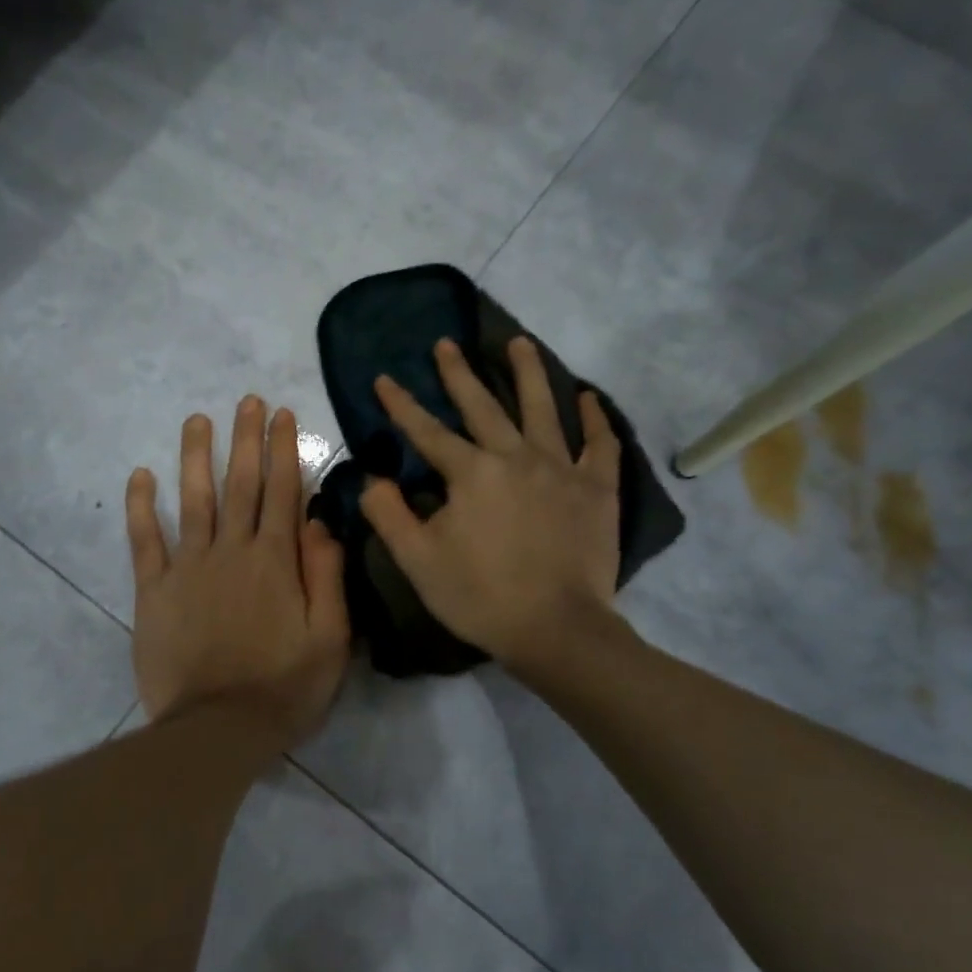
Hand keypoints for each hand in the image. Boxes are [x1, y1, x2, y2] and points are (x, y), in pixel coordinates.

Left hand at [126, 397, 350, 748]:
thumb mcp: (330, 638)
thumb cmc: (284, 688)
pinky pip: (145, 541)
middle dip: (245, 439)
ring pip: (193, 500)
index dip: (283, 450)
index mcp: (275, 561)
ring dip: (195, 456)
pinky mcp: (153, 591)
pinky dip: (142, 507)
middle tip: (247, 401)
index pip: (282, 492)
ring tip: (197, 419)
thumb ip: (327, 576)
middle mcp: (231, 551)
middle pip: (240, 485)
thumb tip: (319, 521)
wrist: (217, 730)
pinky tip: (141, 475)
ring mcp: (188, 568)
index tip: (282, 414)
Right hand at [359, 337, 624, 674]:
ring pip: (544, 408)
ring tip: (518, 342)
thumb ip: (388, 515)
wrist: (556, 629)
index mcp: (471, 473)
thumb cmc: (480, 596)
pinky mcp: (597, 489)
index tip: (384, 378)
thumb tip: (371, 479)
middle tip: (446, 344)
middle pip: (483, 406)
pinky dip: (596, 418)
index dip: (401, 405)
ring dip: (528, 373)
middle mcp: (516, 457)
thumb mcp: (417, 560)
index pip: (427, 432)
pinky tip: (589, 397)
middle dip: (459, 374)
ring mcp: (561, 469)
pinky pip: (599, 444)